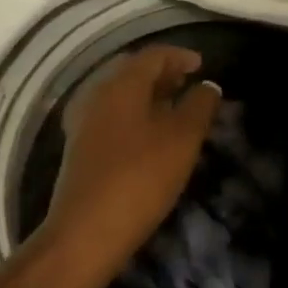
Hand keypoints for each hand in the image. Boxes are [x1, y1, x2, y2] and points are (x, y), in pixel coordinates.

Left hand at [36, 45, 221, 277]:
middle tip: (188, 83)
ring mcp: (83, 122)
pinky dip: (134, 115)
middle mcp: (96, 94)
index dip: (179, 56)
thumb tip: (208, 86)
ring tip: (173, 108)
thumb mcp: (182, 140)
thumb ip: (199, 107)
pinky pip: (111, 117)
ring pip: (120, 95)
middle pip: (132, 72)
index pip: (152, 55)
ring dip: (147, 95)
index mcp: (120, 84)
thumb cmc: (140, 178)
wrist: (85, 232)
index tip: (202, 65)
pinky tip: (149, 136)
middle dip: (162, 73)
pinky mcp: (79, 148)